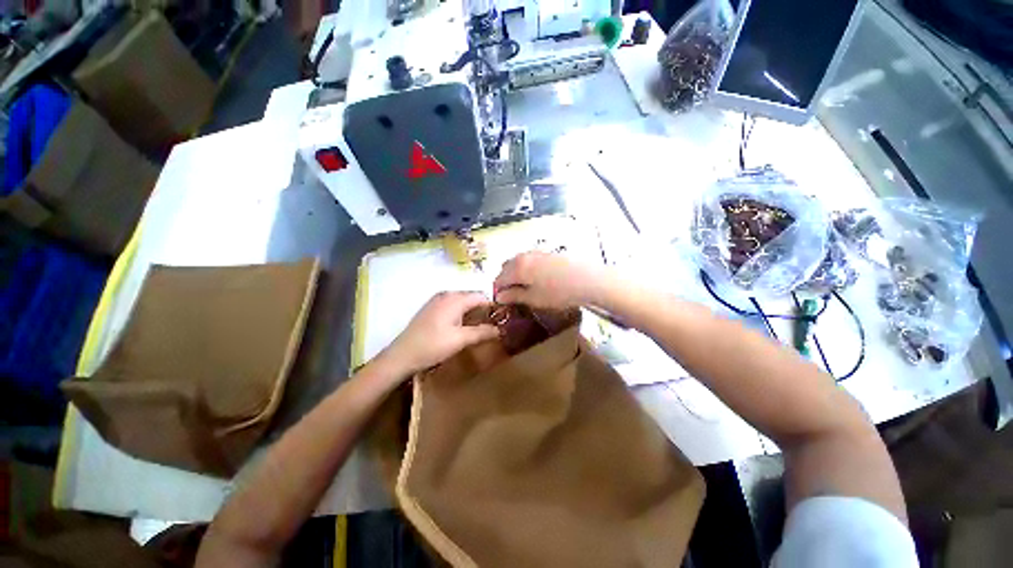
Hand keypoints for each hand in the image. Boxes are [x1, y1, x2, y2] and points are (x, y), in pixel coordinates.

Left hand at [379, 292, 498, 376]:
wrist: (401, 355)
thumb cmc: (432, 346)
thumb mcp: (460, 340)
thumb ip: (482, 332)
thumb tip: (500, 329)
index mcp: (455, 298)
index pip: (481, 296)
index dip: (493, 306)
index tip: (502, 318)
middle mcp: (446, 294)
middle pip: (472, 297)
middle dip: (483, 309)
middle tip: (493, 324)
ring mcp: (437, 300)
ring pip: (462, 302)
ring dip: (473, 312)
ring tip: (481, 327)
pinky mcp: (431, 308)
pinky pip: (453, 306)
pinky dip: (462, 313)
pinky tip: (463, 327)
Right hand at [494, 252, 606, 309]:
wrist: (588, 279)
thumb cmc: (558, 292)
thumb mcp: (534, 298)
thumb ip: (514, 296)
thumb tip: (499, 296)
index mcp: (517, 268)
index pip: (498, 279)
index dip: (497, 291)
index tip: (502, 301)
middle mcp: (524, 256)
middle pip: (506, 268)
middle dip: (505, 280)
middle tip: (513, 295)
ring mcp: (536, 252)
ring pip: (518, 262)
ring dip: (516, 274)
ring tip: (526, 288)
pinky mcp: (548, 252)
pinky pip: (530, 260)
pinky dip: (527, 269)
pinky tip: (538, 279)